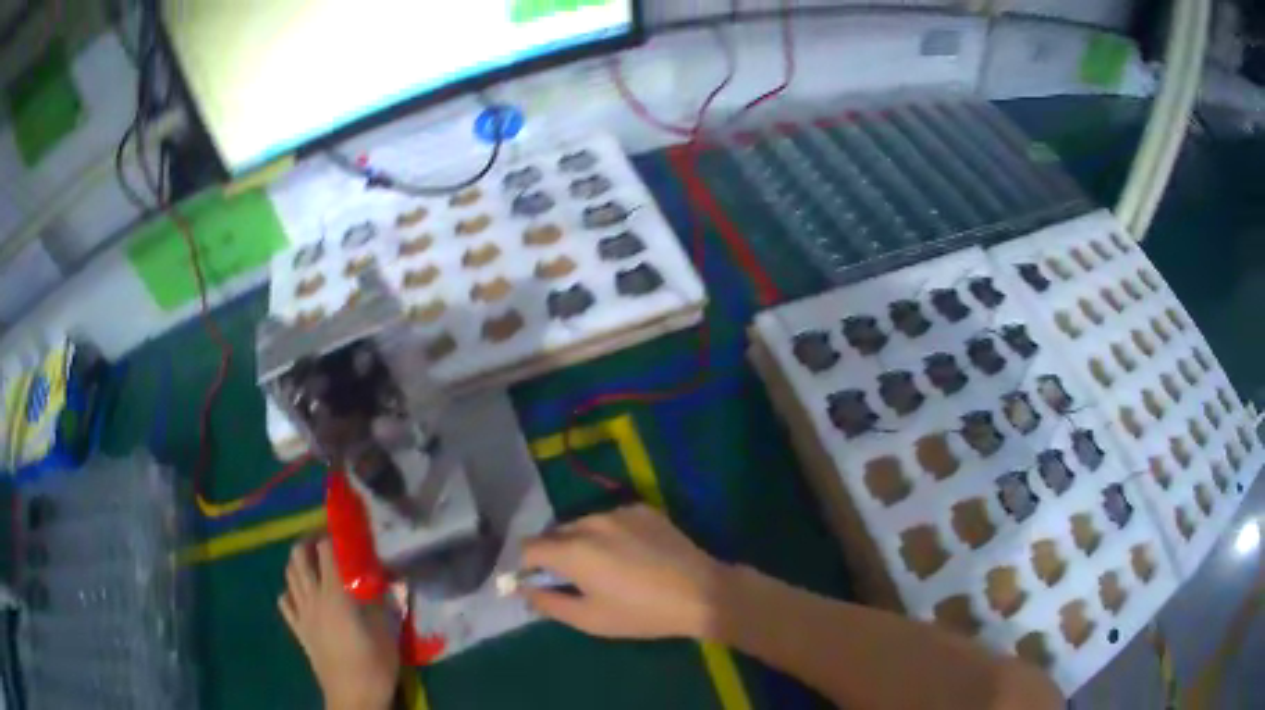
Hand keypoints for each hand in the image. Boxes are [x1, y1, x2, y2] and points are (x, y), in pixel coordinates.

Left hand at [279, 538, 399, 709]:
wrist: (353, 696)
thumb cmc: (374, 664)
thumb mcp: (387, 631)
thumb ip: (381, 601)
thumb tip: (382, 579)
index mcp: (336, 594)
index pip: (326, 550)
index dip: (332, 535)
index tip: (343, 530)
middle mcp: (313, 597)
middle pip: (298, 556)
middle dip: (307, 542)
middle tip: (323, 541)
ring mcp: (302, 614)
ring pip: (289, 576)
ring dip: (297, 563)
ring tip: (311, 563)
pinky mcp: (298, 630)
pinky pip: (285, 603)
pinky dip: (290, 592)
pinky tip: (300, 596)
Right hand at [518, 504, 726, 639]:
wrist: (701, 592)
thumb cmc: (641, 613)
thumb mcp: (589, 619)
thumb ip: (548, 603)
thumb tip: (524, 590)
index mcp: (572, 550)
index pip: (529, 547)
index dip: (526, 565)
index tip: (537, 581)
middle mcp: (590, 522)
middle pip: (555, 533)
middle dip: (553, 553)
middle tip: (572, 578)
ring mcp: (618, 512)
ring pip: (583, 524)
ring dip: (581, 541)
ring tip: (604, 566)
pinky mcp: (642, 510)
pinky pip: (611, 519)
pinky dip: (609, 533)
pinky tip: (630, 554)